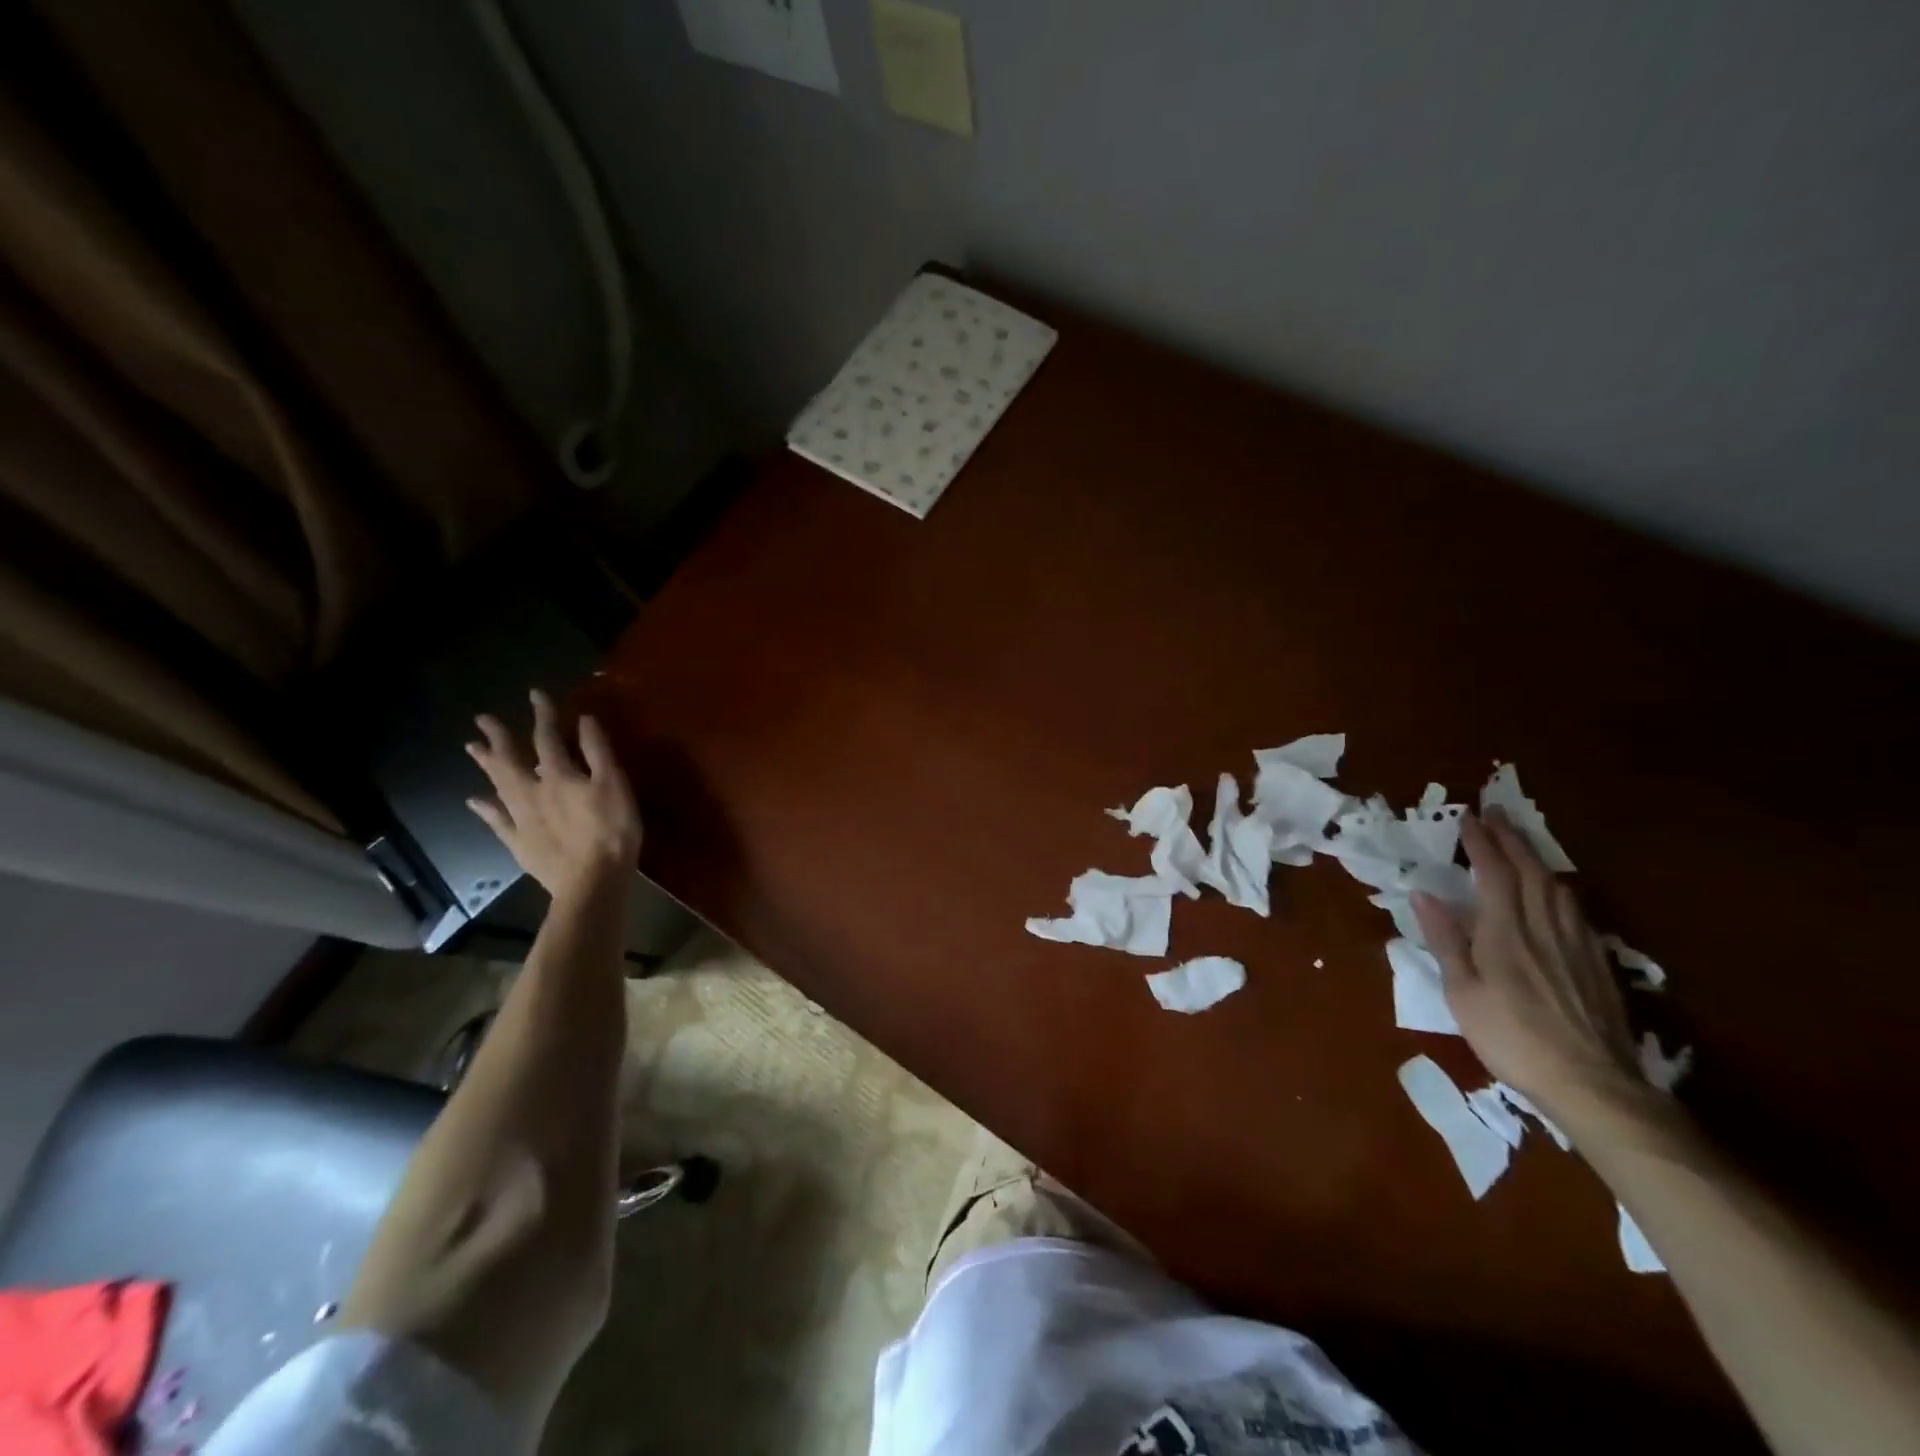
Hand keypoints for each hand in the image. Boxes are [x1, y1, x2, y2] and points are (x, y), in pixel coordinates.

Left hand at [466, 689, 641, 901]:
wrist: (591, 880)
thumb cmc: (612, 830)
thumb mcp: (614, 785)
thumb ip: (598, 752)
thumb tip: (583, 720)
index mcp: (559, 775)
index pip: (548, 738)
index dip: (543, 714)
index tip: (535, 694)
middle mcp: (533, 791)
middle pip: (511, 759)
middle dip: (499, 737)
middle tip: (482, 720)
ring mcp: (522, 818)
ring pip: (499, 785)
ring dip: (487, 764)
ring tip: (472, 748)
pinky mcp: (519, 842)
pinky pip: (497, 820)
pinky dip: (485, 808)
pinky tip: (475, 800)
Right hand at [1411, 810, 1639, 1120]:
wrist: (1592, 1083)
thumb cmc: (1511, 1037)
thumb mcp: (1462, 992)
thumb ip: (1446, 940)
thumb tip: (1424, 894)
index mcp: (1505, 932)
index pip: (1494, 873)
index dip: (1482, 843)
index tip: (1468, 817)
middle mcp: (1543, 927)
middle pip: (1530, 871)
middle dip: (1511, 838)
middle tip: (1496, 813)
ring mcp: (1576, 943)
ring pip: (1557, 886)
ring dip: (1536, 857)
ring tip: (1522, 842)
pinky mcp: (1596, 962)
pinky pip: (1575, 909)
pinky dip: (1558, 887)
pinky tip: (1555, 891)